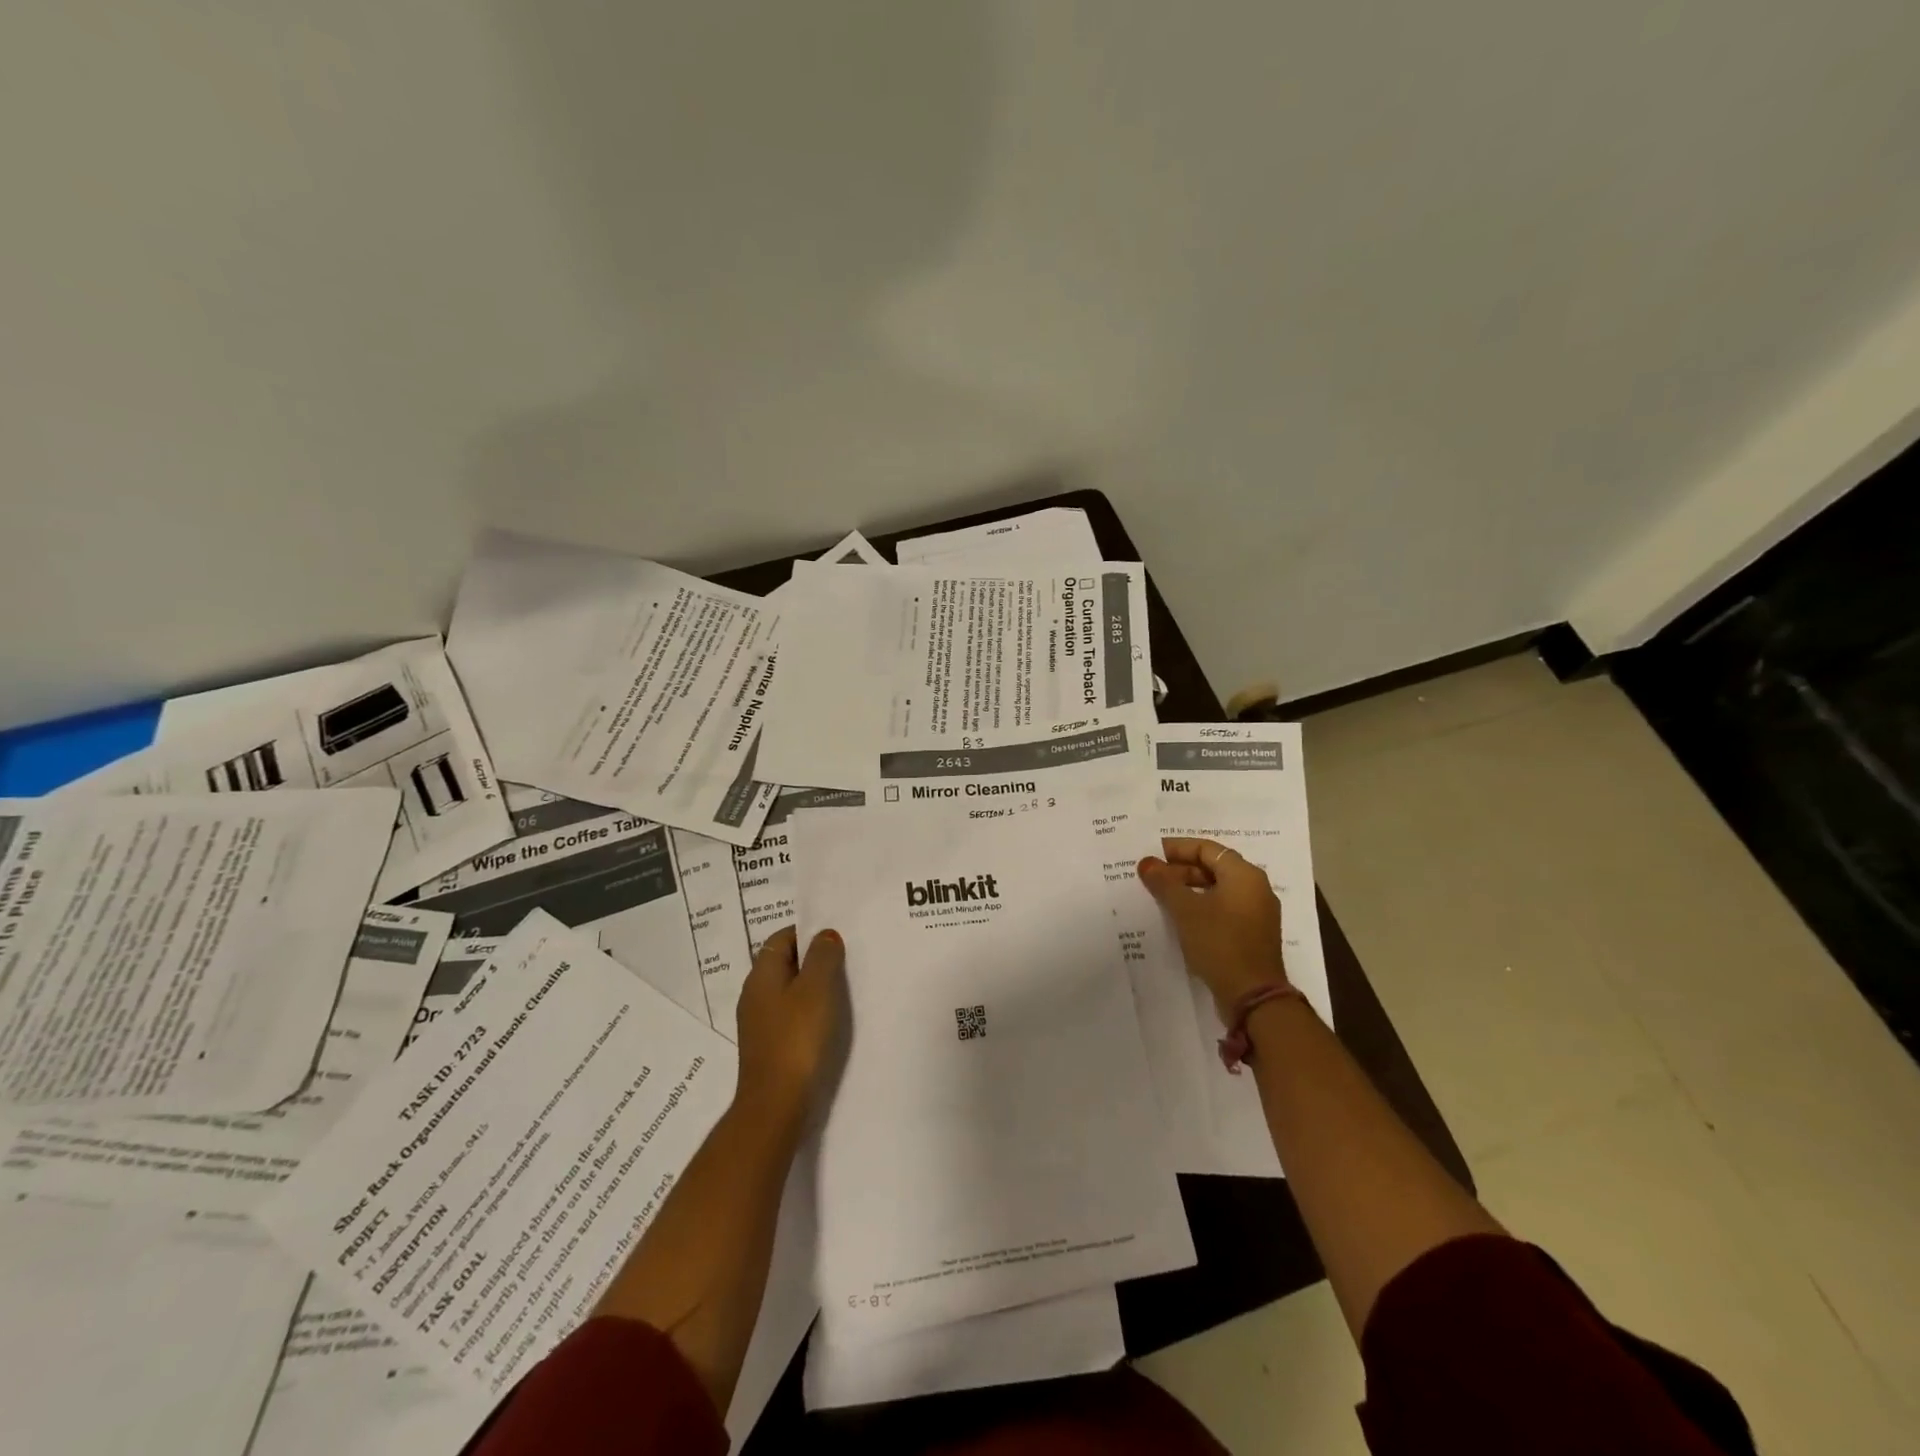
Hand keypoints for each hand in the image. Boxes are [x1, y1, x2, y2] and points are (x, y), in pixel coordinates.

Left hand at [733, 927, 845, 1129]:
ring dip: (814, 987)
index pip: (782, 938)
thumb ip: (823, 956)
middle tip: (847, 959)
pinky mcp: (770, 1046)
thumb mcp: (817, 988)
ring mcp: (760, 1023)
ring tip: (845, 988)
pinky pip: (791, 1016)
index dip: (807, 932)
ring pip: (789, 991)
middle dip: (814, 959)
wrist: (777, 1105)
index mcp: (761, 975)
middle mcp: (755, 995)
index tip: (837, 936)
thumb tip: (824, 934)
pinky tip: (831, 1020)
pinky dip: (810, 1011)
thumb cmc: (797, 1038)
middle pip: (785, 964)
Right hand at [1138, 837, 1289, 1017]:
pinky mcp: (1253, 934)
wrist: (1252, 997)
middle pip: (1214, 867)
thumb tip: (1147, 863)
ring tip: (1161, 897)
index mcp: (1244, 875)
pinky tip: (1180, 918)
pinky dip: (1202, 907)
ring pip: (1218, 890)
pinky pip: (1224, 909)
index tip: (1152, 854)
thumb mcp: (1185, 910)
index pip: (1207, 848)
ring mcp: (1257, 913)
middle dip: (1181, 870)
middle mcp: (1256, 888)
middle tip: (1152, 877)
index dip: (1177, 848)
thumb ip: (1164, 883)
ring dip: (1189, 889)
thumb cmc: (1219, 943)